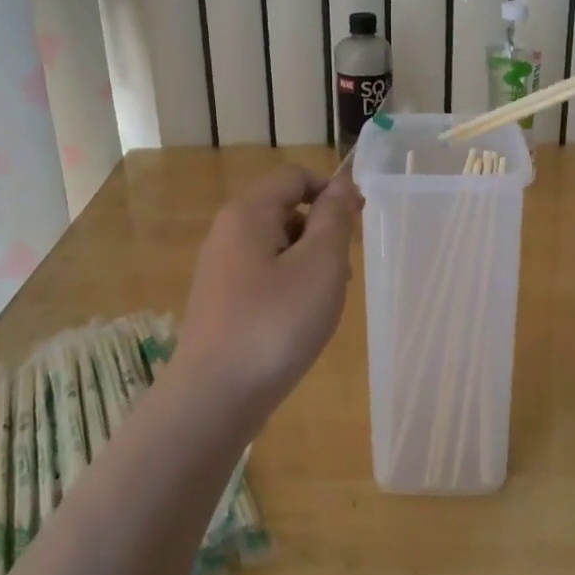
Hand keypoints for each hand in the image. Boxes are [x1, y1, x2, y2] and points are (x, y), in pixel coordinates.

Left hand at [172, 165, 362, 421]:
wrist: (214, 398)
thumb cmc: (275, 323)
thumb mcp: (320, 264)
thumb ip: (334, 218)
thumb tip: (341, 186)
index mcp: (249, 213)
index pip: (295, 176)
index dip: (332, 190)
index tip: (360, 221)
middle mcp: (228, 232)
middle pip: (285, 209)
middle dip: (322, 230)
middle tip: (344, 269)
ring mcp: (220, 269)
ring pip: (277, 245)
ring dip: (309, 260)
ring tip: (327, 299)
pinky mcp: (221, 301)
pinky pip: (264, 274)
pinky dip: (289, 284)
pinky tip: (301, 320)